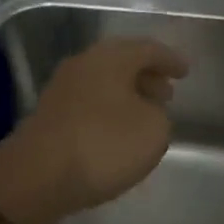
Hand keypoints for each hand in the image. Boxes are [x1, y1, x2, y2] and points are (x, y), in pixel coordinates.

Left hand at [0, 37, 188, 223]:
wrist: (37, 174)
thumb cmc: (103, 143)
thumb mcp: (152, 131)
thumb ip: (159, 116)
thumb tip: (147, 112)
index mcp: (113, 56)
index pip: (148, 49)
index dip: (170, 59)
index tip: (185, 71)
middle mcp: (86, 62)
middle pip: (122, 62)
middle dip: (146, 75)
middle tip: (167, 93)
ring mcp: (64, 86)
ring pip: (104, 82)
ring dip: (126, 94)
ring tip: (144, 115)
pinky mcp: (50, 113)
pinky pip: (89, 102)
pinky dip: (108, 110)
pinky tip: (115, 132)